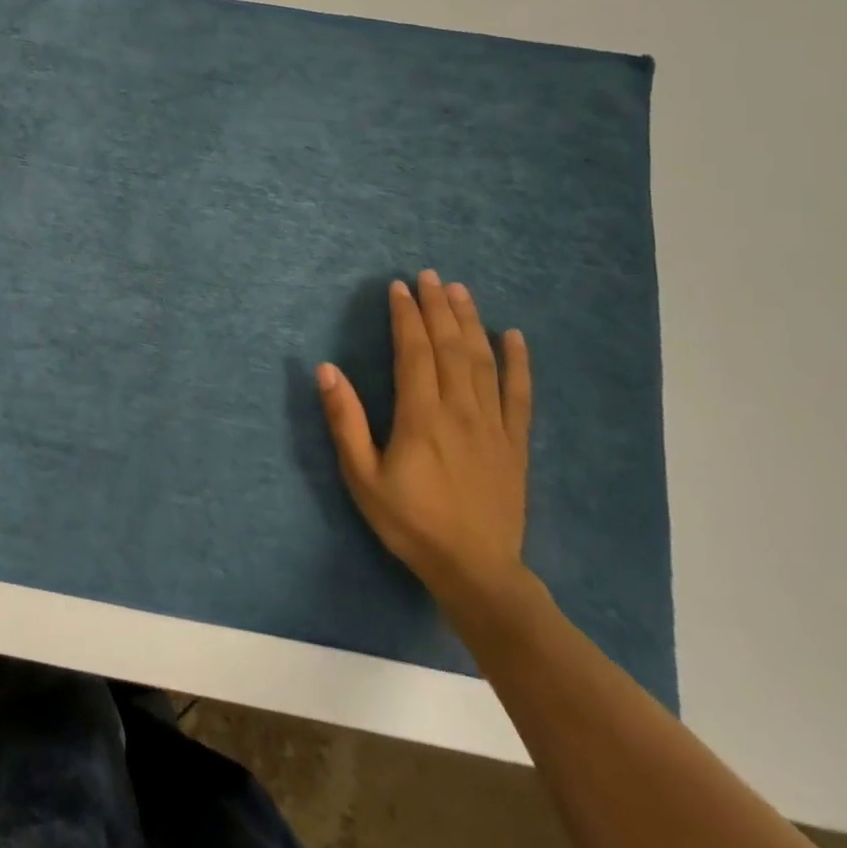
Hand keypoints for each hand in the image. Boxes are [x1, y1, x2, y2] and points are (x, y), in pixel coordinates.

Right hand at [317, 271, 533, 623]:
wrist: (476, 572)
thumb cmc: (410, 522)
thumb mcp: (362, 476)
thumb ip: (345, 421)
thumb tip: (327, 369)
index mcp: (421, 416)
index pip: (414, 351)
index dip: (406, 316)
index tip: (398, 287)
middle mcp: (460, 410)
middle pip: (450, 347)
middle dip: (437, 307)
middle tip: (428, 275)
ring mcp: (493, 425)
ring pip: (482, 361)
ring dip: (470, 322)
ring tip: (459, 291)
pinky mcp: (514, 443)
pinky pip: (519, 394)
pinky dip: (517, 362)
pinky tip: (513, 337)